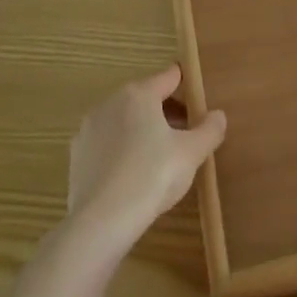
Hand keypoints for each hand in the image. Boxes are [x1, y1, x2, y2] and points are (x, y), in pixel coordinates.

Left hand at [66, 65, 226, 252]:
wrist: (102, 220)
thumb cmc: (153, 175)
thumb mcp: (192, 153)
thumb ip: (209, 129)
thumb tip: (218, 115)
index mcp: (139, 94)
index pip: (169, 76)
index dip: (187, 83)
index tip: (199, 96)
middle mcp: (110, 103)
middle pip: (145, 97)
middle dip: (167, 110)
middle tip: (187, 132)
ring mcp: (89, 129)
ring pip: (124, 120)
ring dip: (143, 129)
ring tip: (162, 154)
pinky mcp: (77, 155)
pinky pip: (107, 143)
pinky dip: (122, 149)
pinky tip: (134, 173)